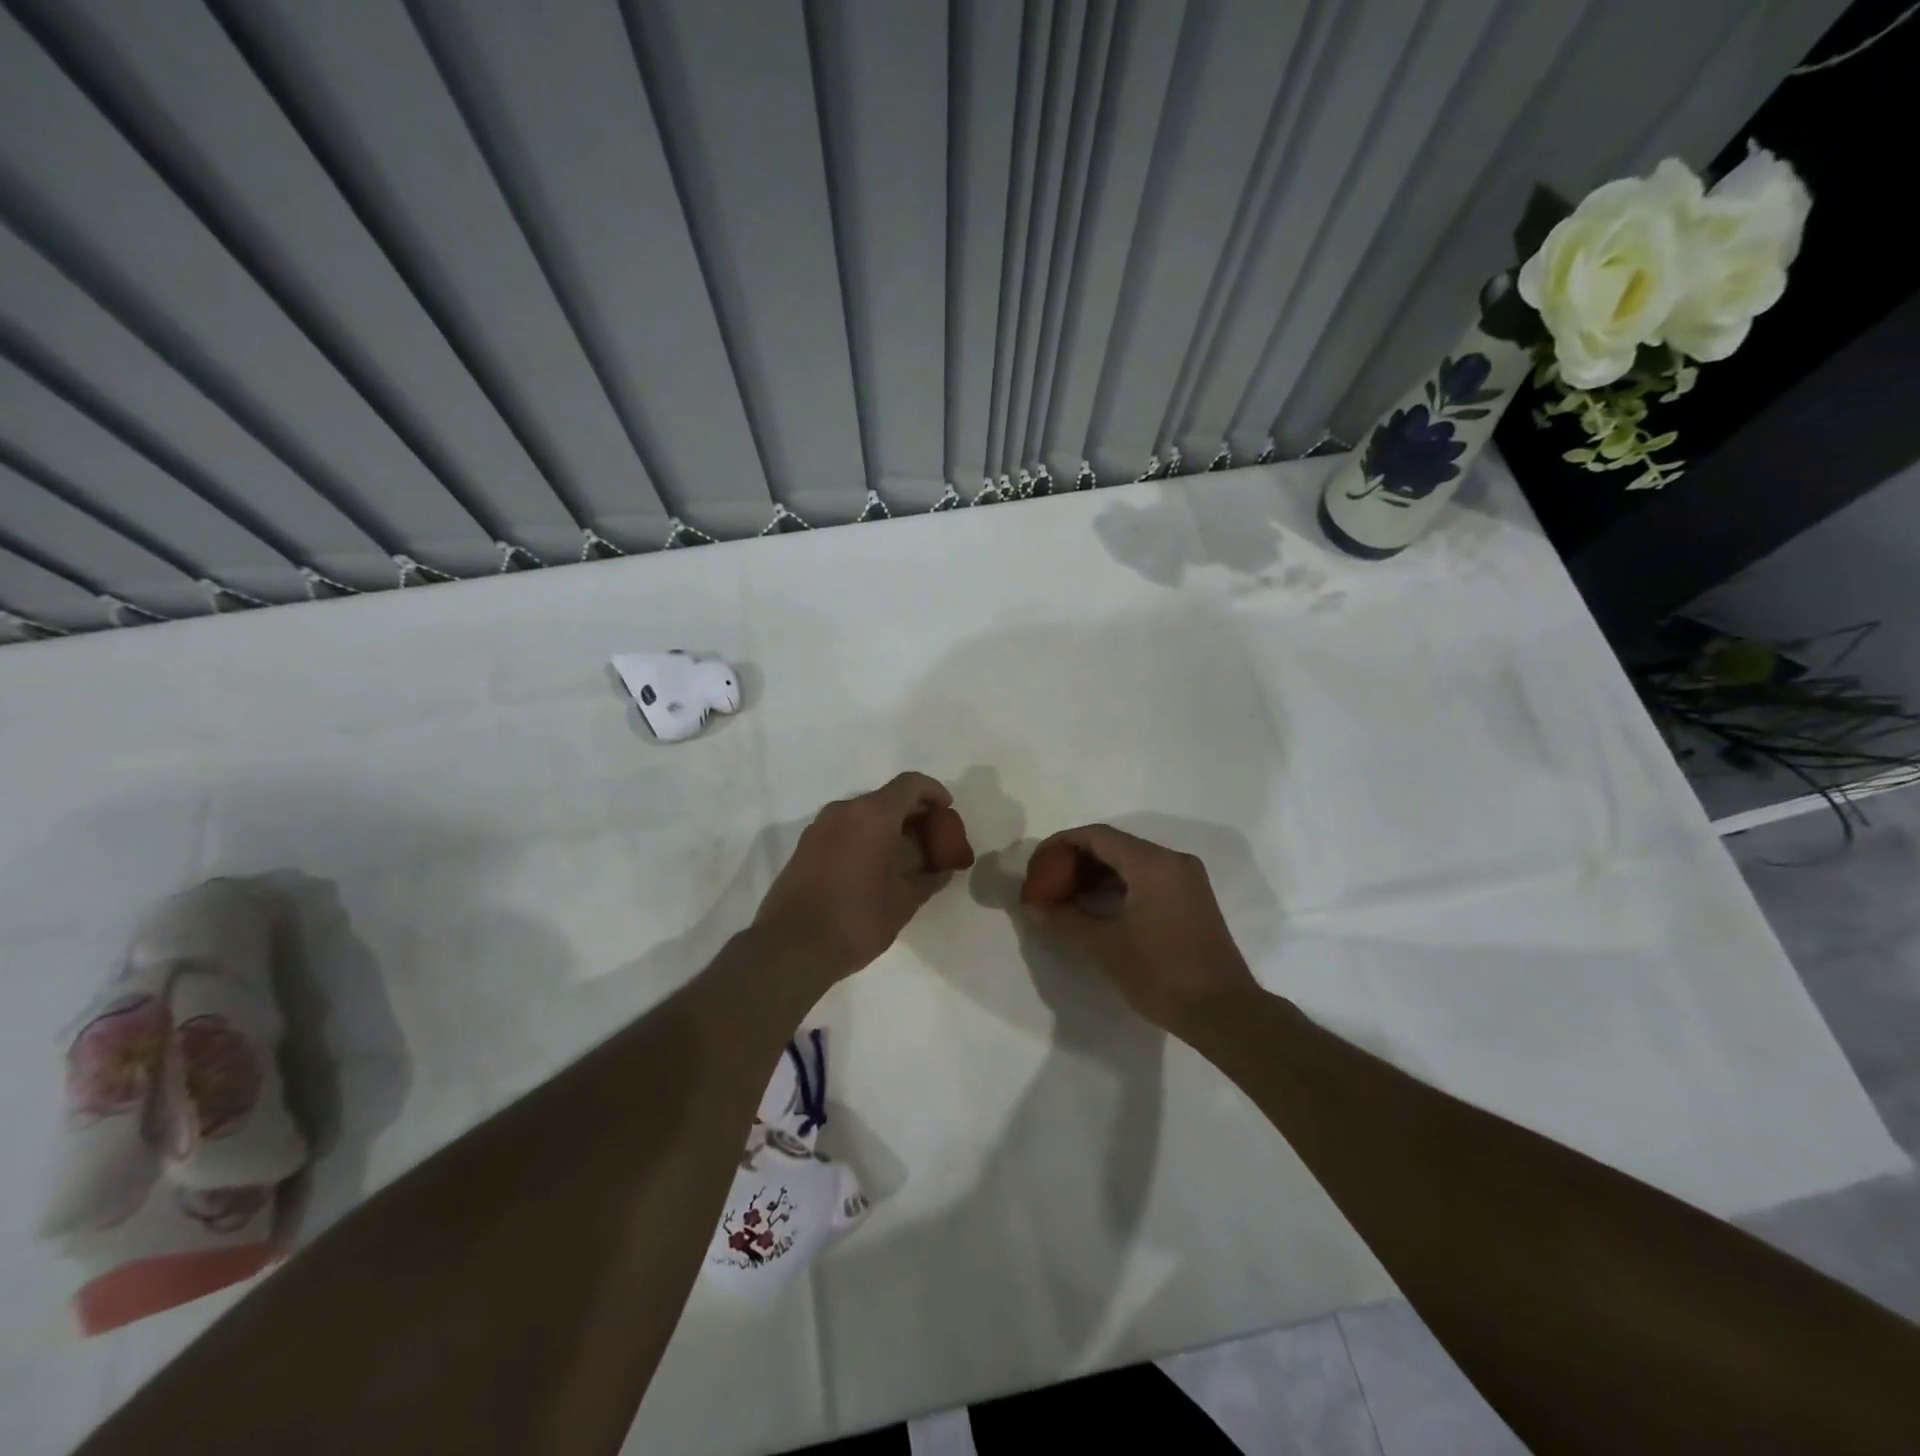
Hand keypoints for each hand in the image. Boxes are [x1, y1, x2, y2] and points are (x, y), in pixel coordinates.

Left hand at [754, 772, 975, 982]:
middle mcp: (844, 811)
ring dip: (887, 828)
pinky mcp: (804, 847)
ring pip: (863, 815)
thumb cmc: (857, 918)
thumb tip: (941, 870)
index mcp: (872, 815)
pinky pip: (844, 831)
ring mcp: (819, 827)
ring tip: (905, 858)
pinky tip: (875, 869)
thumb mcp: (904, 901)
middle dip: (912, 815)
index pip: (910, 784)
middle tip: (931, 841)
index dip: (933, 792)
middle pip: (886, 798)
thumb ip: (927, 878)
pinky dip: (865, 839)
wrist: (791, 947)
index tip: (947, 812)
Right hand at [1019, 824, 1256, 1030]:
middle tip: (1048, 882)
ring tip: (1066, 897)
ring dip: (1096, 875)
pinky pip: (1147, 879)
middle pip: (1114, 846)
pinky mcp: (1191, 900)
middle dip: (1077, 861)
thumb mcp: (1104, 947)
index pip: (1097, 836)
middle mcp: (1172, 861)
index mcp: (1152, 863)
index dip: (1062, 844)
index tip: (1037, 864)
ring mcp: (1186, 880)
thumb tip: (1032, 907)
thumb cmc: (1162, 974)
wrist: (1224, 1013)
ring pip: (1131, 863)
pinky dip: (1118, 887)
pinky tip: (1096, 908)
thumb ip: (1064, 920)